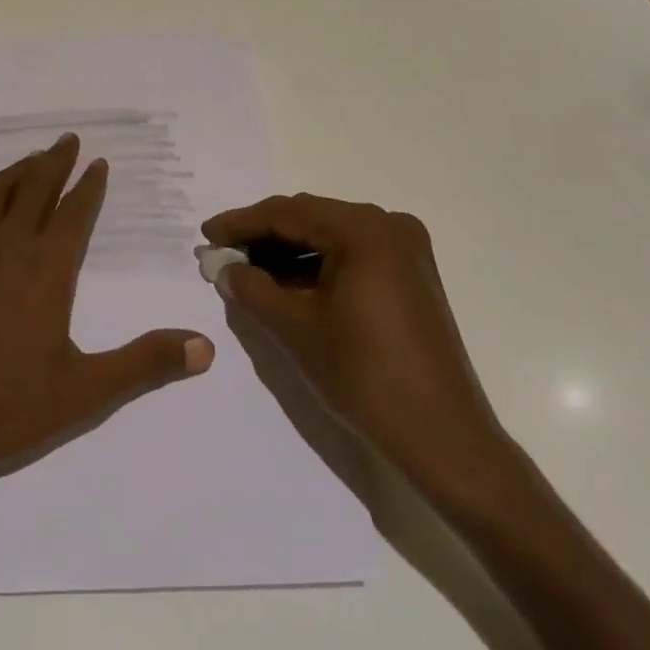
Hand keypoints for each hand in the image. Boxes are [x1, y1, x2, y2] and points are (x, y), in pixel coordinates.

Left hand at [0, 133, 214, 503]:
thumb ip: (144, 365)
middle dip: (54, 162)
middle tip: (68, 139)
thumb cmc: (2, 408)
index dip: (89, 185)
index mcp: (44, 269)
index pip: (73, 212)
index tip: (98, 161)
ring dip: (16, 171)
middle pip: (33, 189)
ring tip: (30, 160)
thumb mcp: (83, 393)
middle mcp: (5, 248)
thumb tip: (205, 347)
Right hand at [202, 194, 510, 505]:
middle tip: (224, 253)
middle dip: (264, 235)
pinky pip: (353, 254)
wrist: (442, 436)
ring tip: (249, 270)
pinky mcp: (411, 275)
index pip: (288, 213)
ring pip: (331, 235)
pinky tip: (288, 283)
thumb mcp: (295, 328)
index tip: (207, 235)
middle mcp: (389, 226)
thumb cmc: (363, 375)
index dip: (241, 223)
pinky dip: (318, 265)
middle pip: (311, 218)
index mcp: (364, 229)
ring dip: (289, 250)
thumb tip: (225, 268)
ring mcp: (406, 249)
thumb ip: (252, 288)